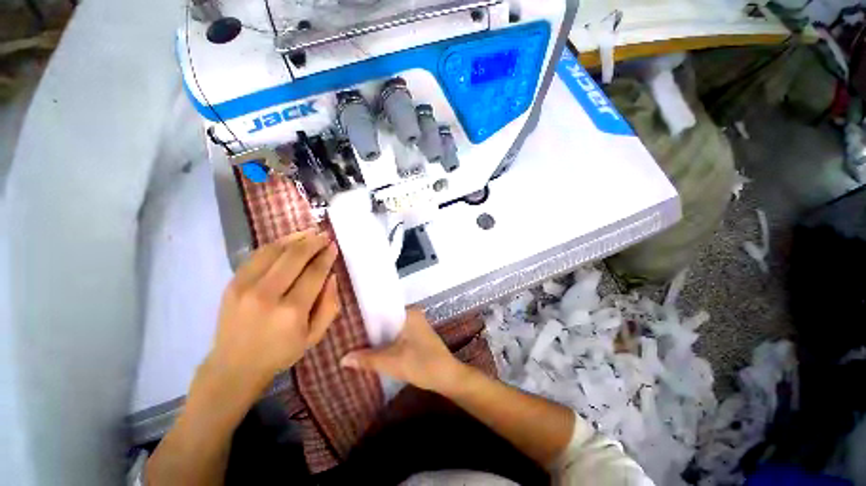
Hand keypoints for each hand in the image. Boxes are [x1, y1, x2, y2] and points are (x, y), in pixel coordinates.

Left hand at [206, 230, 340, 397]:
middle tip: (324, 235)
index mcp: (292, 311)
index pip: (314, 272)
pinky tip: (288, 241)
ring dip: (295, 238)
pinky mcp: (233, 283)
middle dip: (313, 242)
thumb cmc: (281, 352)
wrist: (234, 365)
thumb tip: (332, 276)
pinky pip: (257, 255)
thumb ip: (329, 305)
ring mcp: (246, 287)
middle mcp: (268, 294)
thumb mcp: (315, 335)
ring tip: (309, 233)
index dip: (326, 256)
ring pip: (275, 250)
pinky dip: (275, 244)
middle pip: (295, 257)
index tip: (334, 246)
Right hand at [340, 308, 465, 393]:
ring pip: (391, 328)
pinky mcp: (417, 336)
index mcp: (409, 312)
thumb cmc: (421, 364)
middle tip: (349, 335)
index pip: (382, 309)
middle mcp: (413, 314)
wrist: (447, 377)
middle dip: (370, 329)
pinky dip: (387, 341)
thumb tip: (342, 359)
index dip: (365, 317)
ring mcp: (416, 325)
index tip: (349, 323)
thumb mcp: (391, 362)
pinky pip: (397, 334)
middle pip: (386, 319)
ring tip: (356, 342)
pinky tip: (374, 349)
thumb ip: (367, 359)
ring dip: (378, 337)